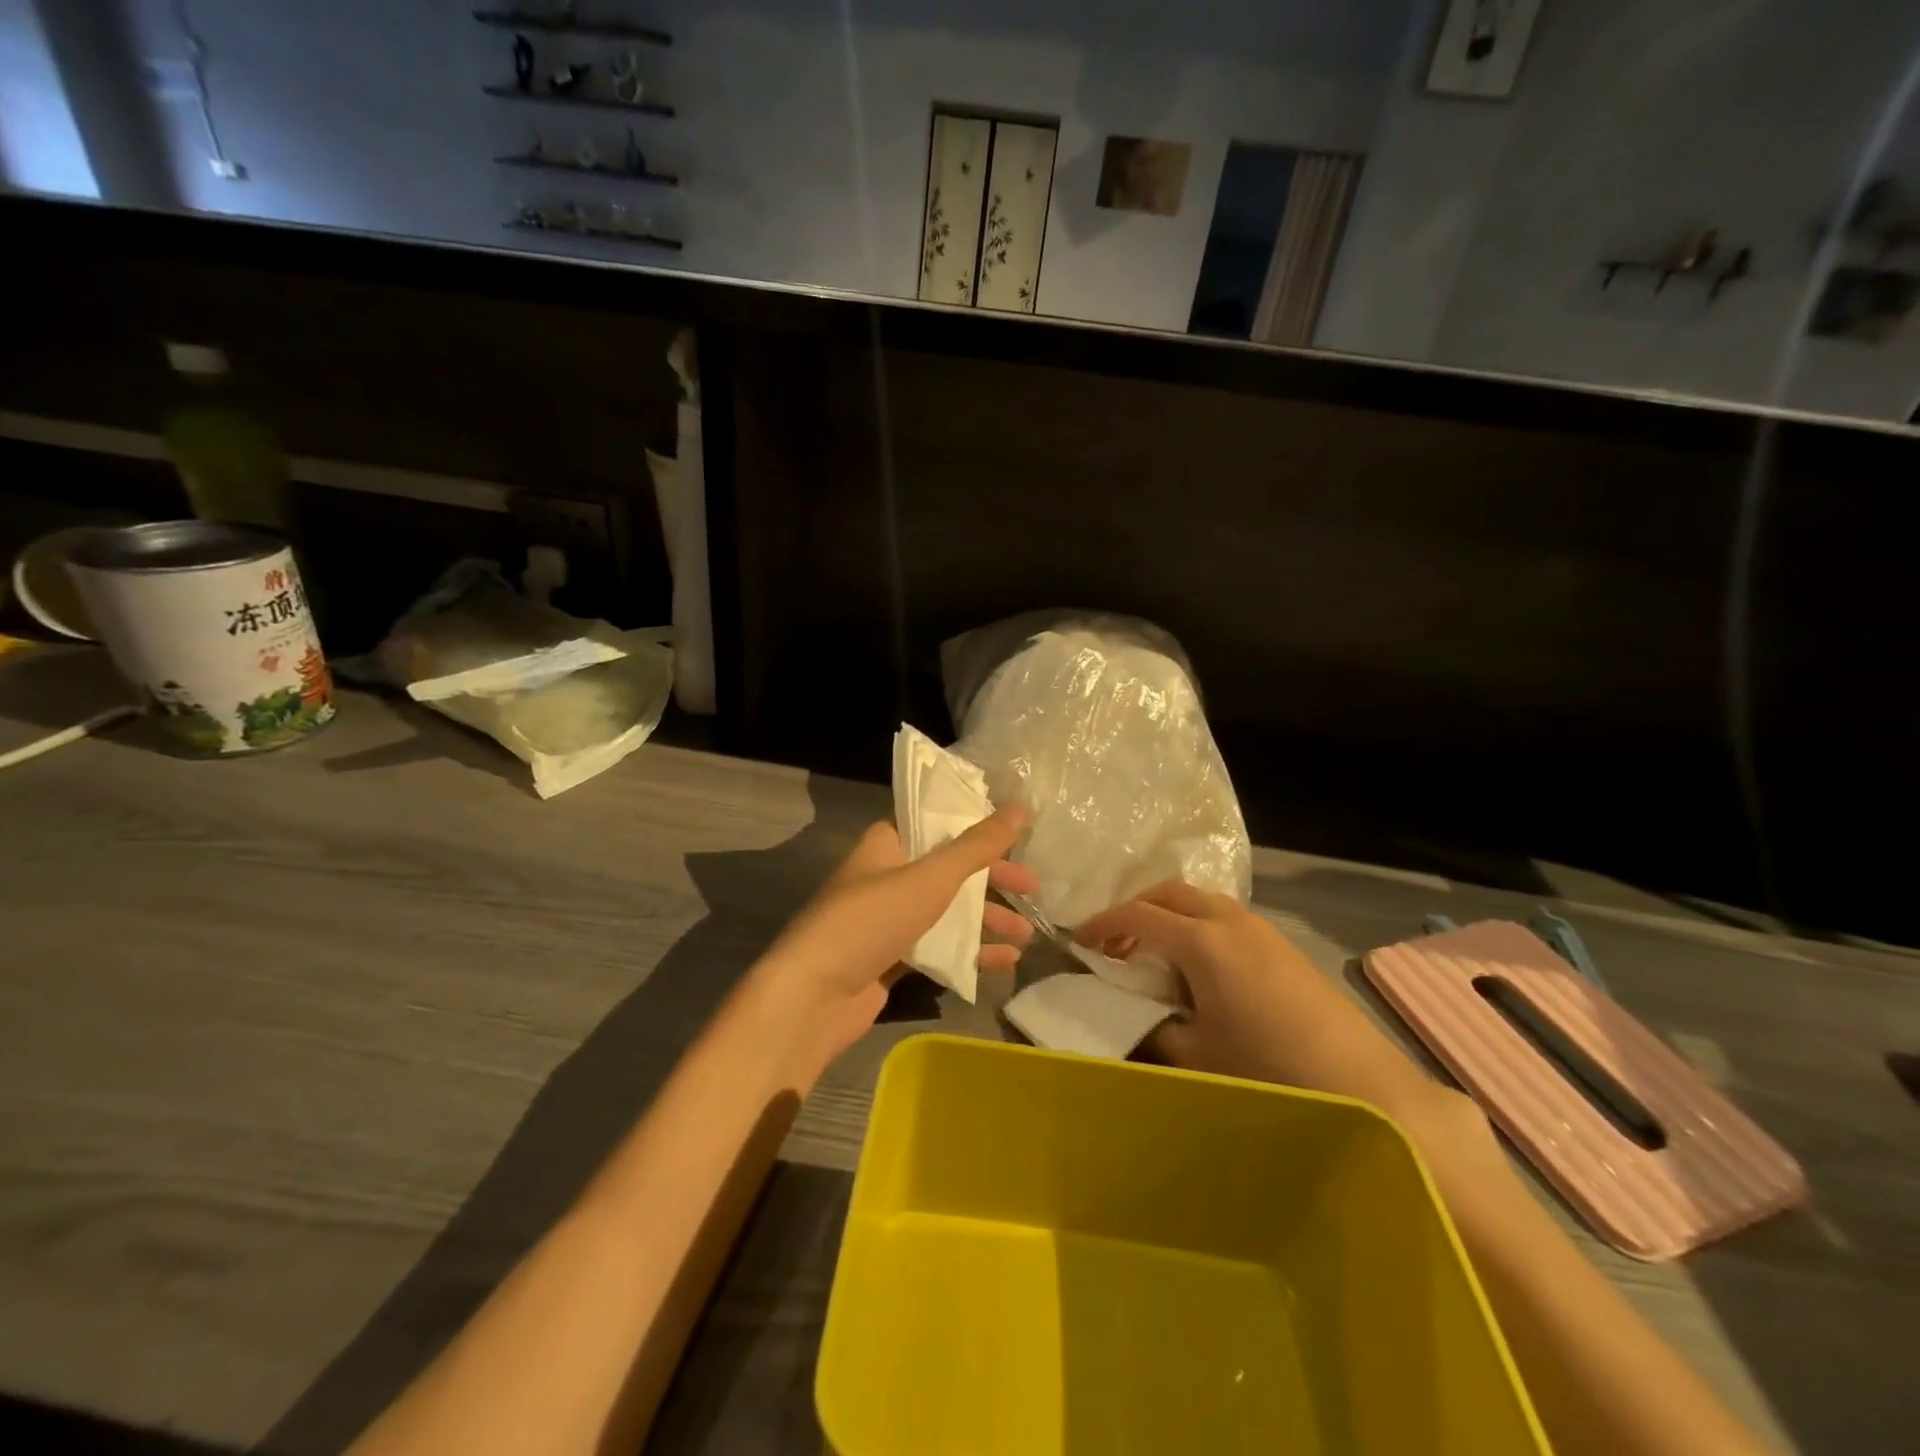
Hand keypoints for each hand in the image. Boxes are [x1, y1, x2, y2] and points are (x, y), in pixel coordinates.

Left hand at [751, 805, 1037, 1078]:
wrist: (813, 997)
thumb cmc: (870, 920)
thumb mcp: (930, 878)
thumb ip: (977, 846)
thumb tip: (1019, 808)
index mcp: (887, 844)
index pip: (936, 822)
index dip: (975, 826)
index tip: (1015, 835)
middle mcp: (887, 876)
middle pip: (949, 869)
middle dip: (992, 879)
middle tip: (1033, 887)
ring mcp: (888, 920)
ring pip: (947, 911)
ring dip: (986, 920)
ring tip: (1027, 935)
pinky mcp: (891, 958)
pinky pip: (938, 947)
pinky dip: (968, 952)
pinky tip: (1003, 963)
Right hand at [1075, 881, 1436, 1115]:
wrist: (1364, 1087)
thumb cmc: (1268, 1071)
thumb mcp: (1195, 1055)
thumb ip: (1153, 1025)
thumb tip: (1133, 1009)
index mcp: (1202, 941)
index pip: (1137, 915)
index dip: (1102, 924)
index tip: (1077, 940)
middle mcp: (1230, 920)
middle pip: (1169, 893)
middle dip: (1135, 909)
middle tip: (1114, 942)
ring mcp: (1261, 928)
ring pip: (1200, 900)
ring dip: (1169, 915)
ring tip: (1154, 953)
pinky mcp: (1283, 945)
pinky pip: (1225, 917)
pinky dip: (1198, 925)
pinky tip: (1199, 966)